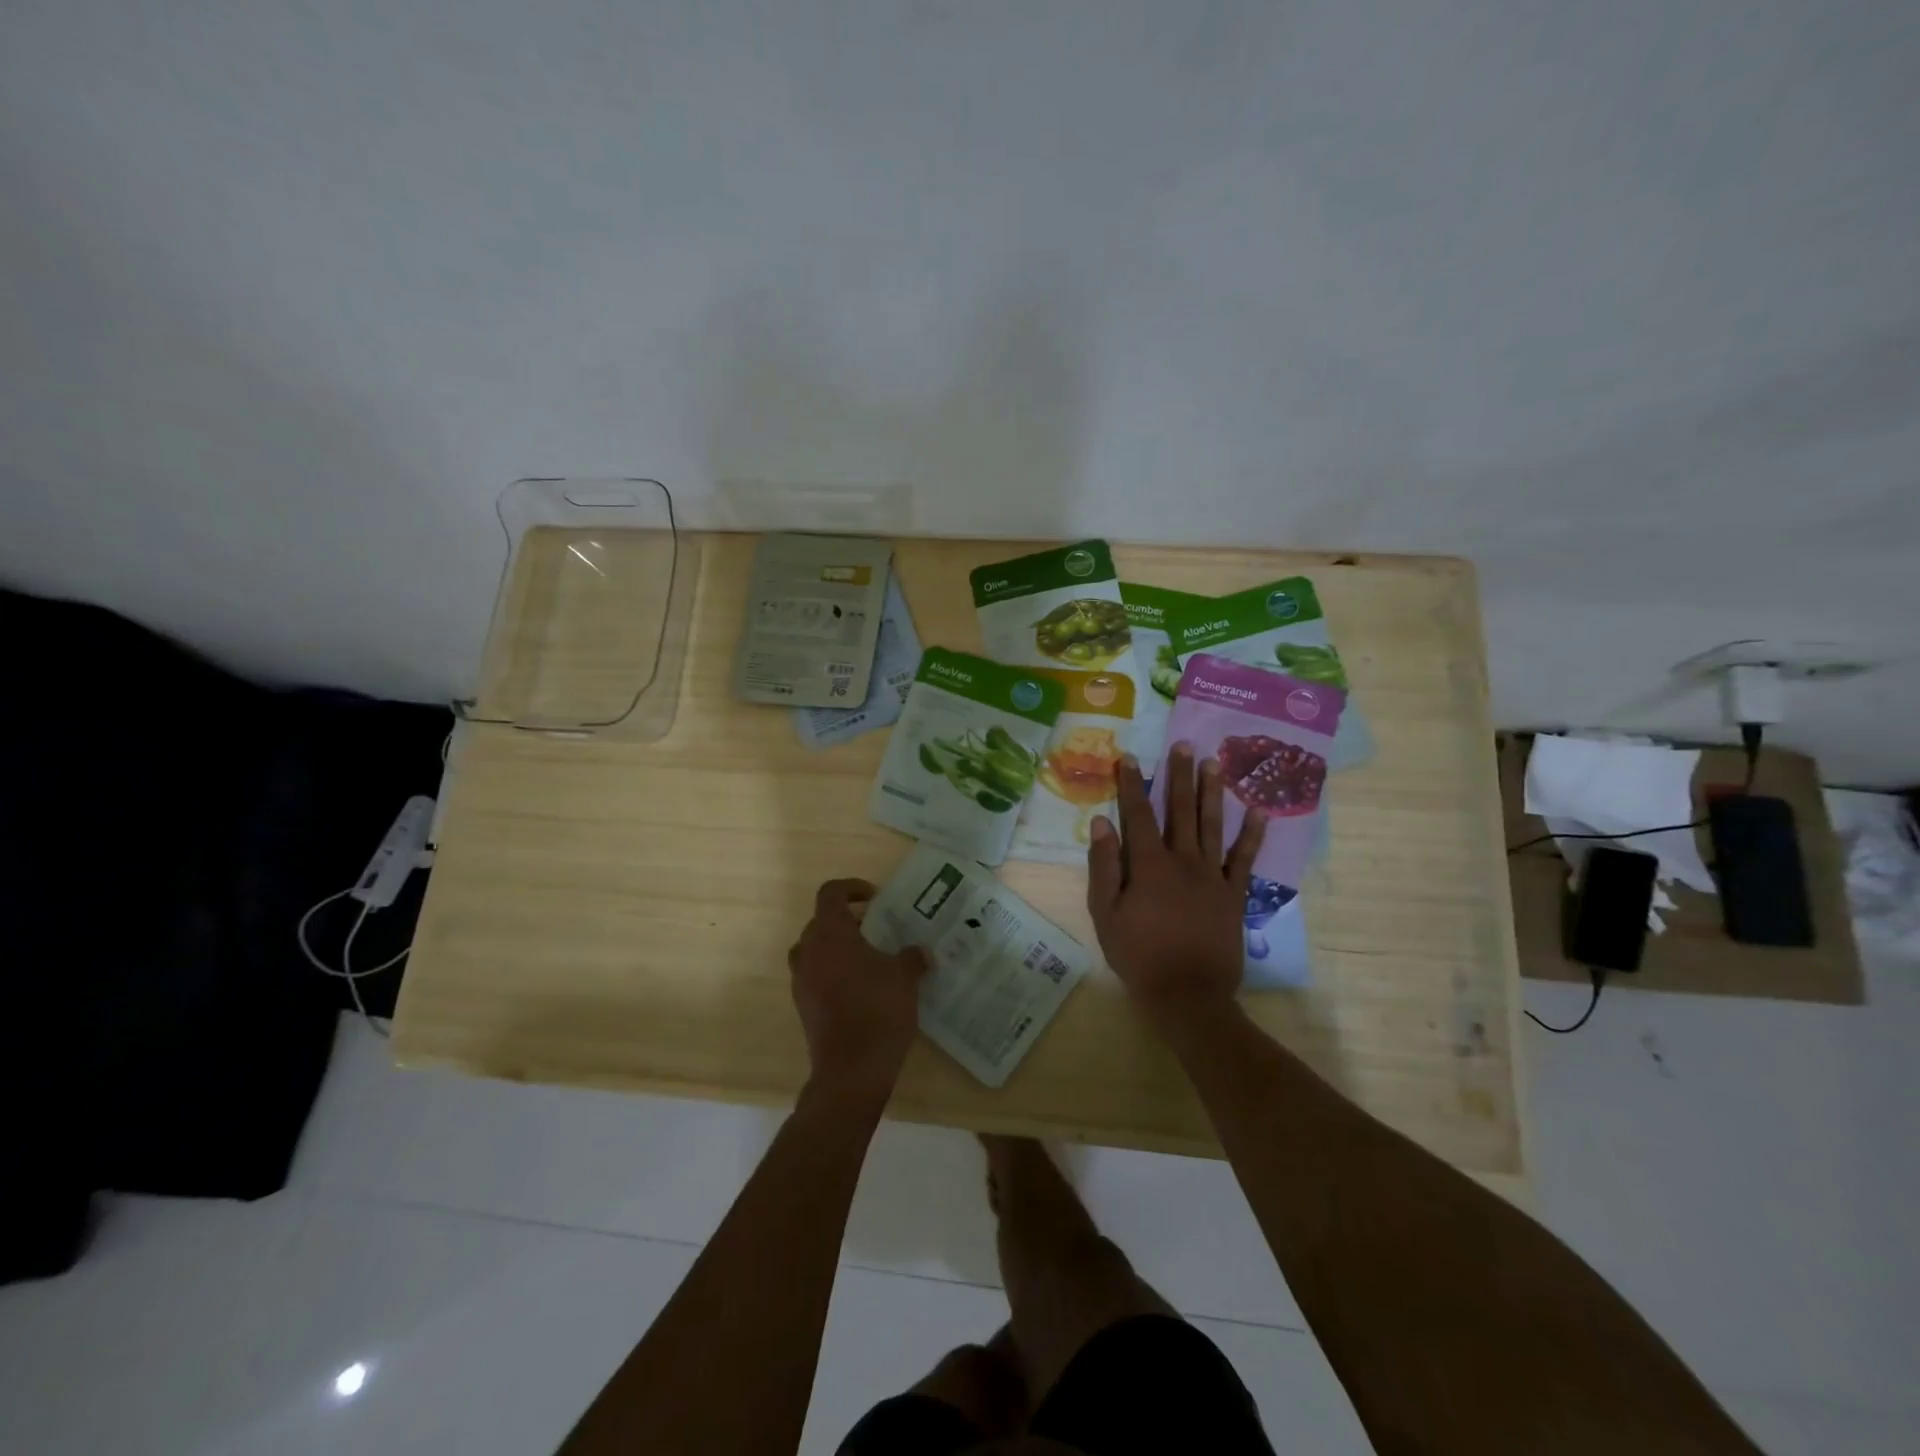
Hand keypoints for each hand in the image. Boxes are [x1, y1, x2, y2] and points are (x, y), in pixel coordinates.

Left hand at [788, 879, 929, 1105]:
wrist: (852, 1069)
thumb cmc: (878, 1010)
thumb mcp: (905, 977)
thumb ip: (911, 957)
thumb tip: (919, 952)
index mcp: (830, 933)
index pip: (830, 893)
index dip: (851, 888)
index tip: (874, 898)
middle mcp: (809, 951)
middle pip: (821, 921)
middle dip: (847, 920)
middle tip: (876, 929)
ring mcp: (801, 980)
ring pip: (815, 950)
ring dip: (838, 947)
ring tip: (869, 958)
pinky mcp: (803, 1006)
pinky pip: (815, 976)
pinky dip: (833, 972)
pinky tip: (861, 988)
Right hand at [1087, 744, 1262, 1035]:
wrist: (1187, 994)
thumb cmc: (1138, 955)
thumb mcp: (1106, 913)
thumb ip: (1104, 866)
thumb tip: (1103, 822)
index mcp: (1149, 864)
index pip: (1139, 814)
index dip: (1132, 784)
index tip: (1130, 757)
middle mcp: (1183, 860)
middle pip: (1180, 810)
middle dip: (1179, 776)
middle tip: (1184, 744)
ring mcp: (1212, 876)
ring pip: (1212, 825)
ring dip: (1212, 792)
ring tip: (1214, 763)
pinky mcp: (1234, 894)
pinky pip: (1244, 859)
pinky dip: (1252, 834)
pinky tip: (1257, 811)